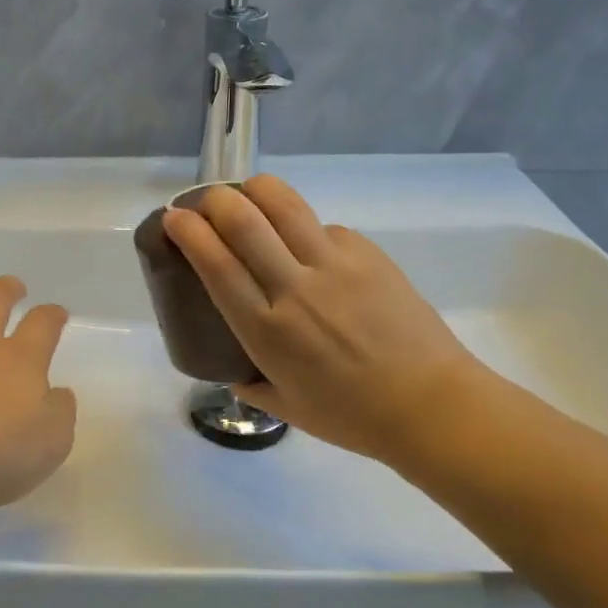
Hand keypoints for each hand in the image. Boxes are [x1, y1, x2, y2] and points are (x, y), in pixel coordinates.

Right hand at [162, 174, 485, 467]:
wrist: (431, 405)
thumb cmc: (353, 417)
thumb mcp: (287, 408)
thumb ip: (251, 384)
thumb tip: (234, 370)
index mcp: (266, 330)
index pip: (215, 262)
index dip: (188, 231)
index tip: (175, 218)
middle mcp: (294, 288)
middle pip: (243, 219)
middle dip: (214, 199)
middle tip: (207, 204)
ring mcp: (334, 265)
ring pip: (283, 203)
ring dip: (255, 190)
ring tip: (247, 195)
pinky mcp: (367, 253)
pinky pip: (323, 225)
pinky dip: (303, 226)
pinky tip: (306, 244)